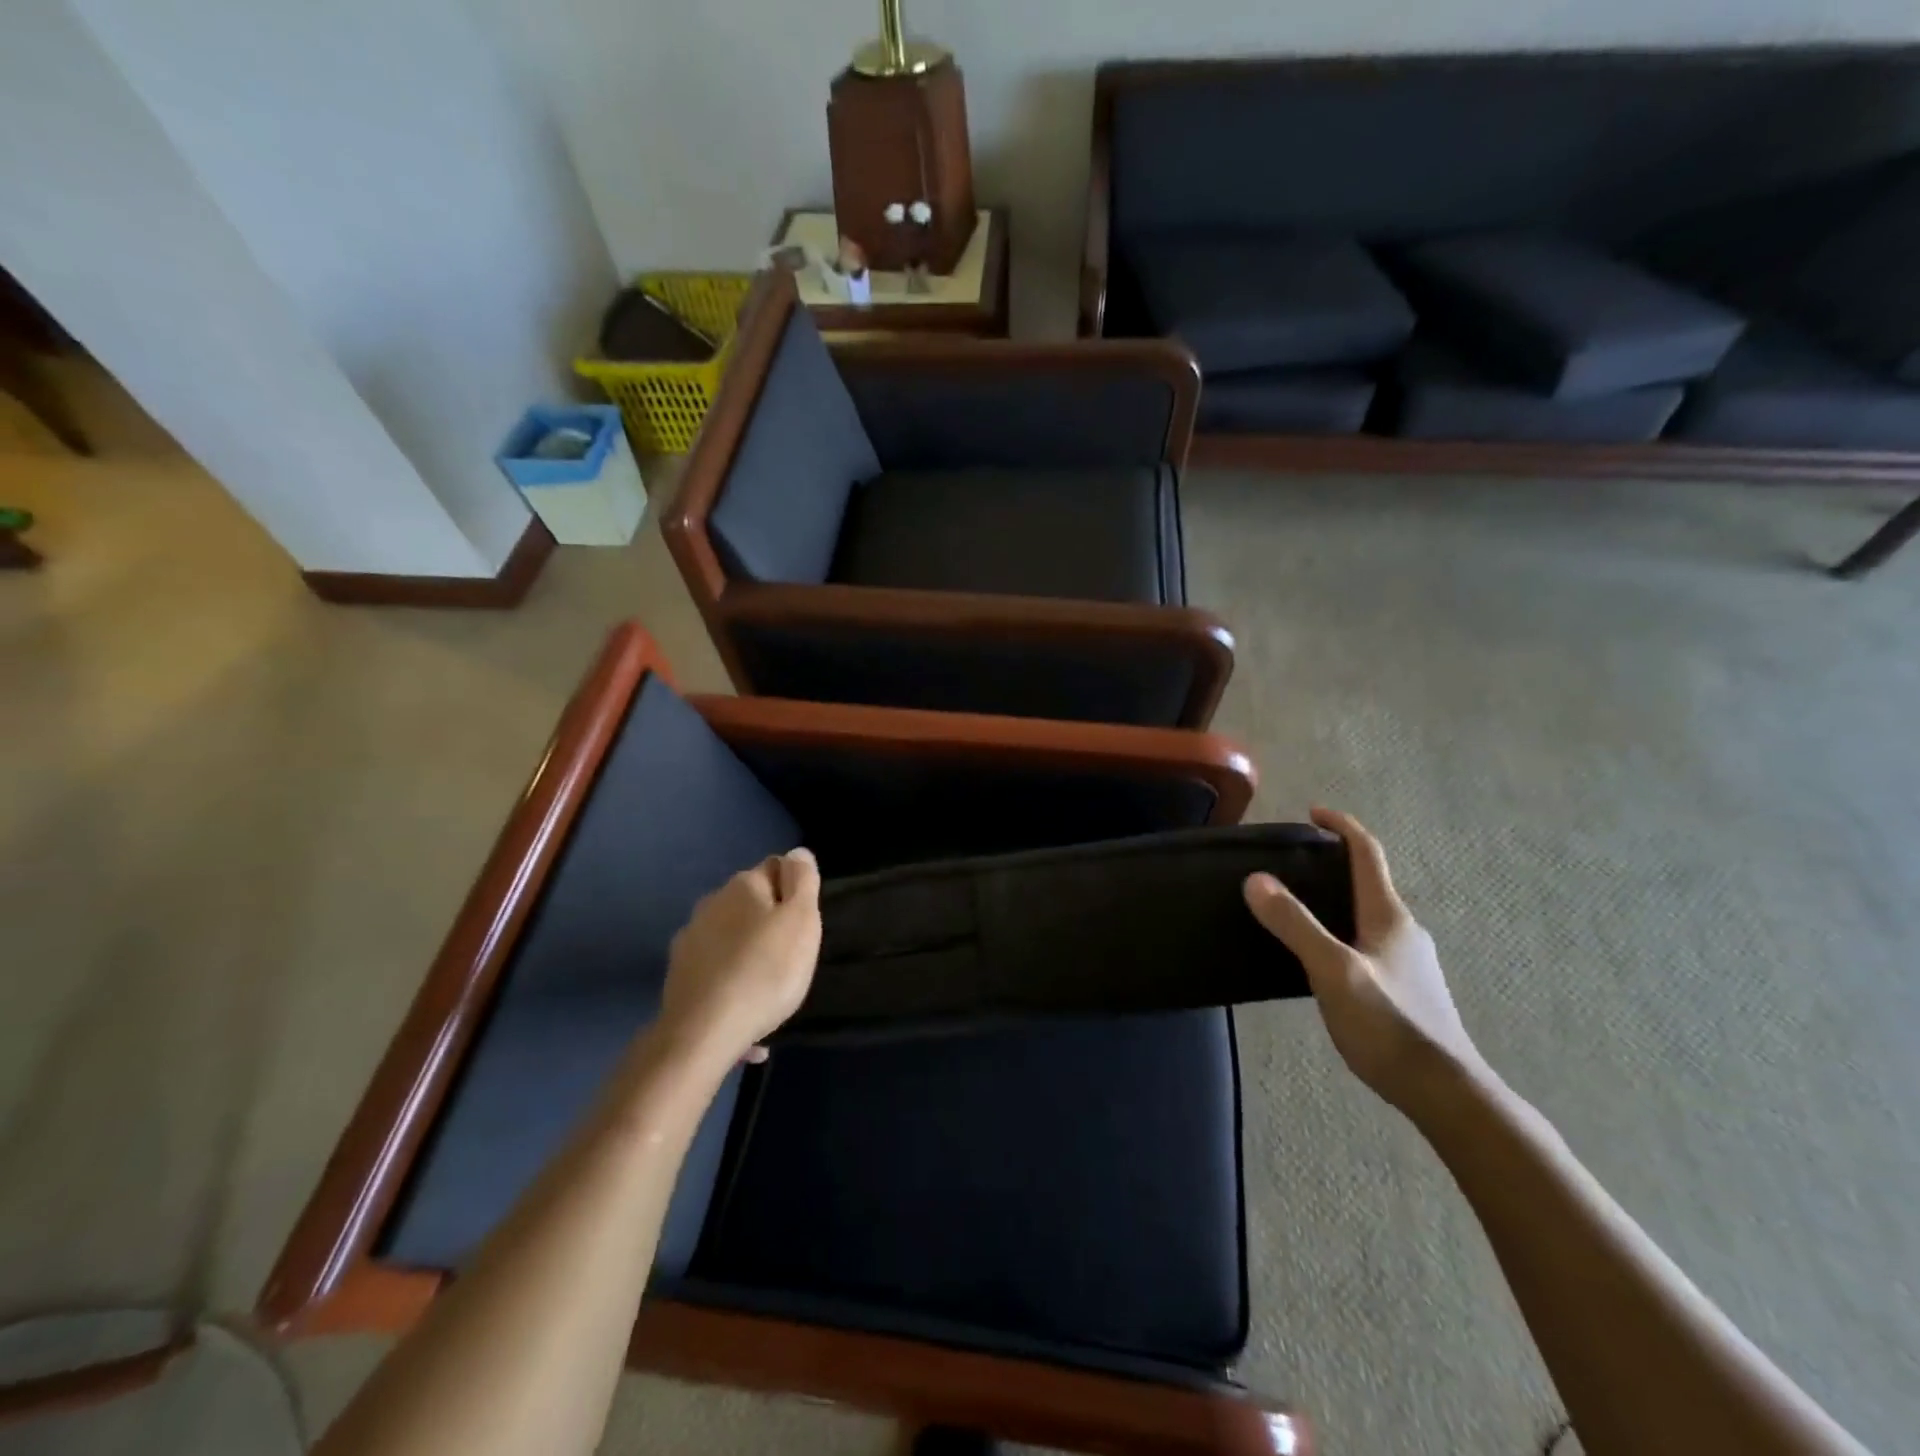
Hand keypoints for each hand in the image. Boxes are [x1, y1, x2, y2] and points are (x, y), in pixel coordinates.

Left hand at [660, 848, 821, 1066]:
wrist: (703, 1032)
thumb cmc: (765, 970)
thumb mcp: (801, 921)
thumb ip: (802, 881)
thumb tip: (797, 852)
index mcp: (743, 885)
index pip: (776, 867)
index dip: (794, 890)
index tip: (804, 923)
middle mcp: (711, 904)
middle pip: (751, 904)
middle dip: (769, 922)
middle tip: (790, 955)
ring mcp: (690, 940)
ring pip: (731, 938)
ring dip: (749, 954)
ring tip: (768, 988)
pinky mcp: (679, 976)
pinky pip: (716, 972)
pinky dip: (731, 985)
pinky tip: (746, 1015)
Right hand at [1244, 808, 1484, 1114]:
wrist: (1446, 1093)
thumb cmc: (1389, 1025)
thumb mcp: (1333, 971)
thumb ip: (1295, 924)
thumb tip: (1256, 879)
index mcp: (1390, 917)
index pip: (1368, 854)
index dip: (1341, 827)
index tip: (1313, 813)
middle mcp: (1404, 931)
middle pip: (1369, 882)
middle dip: (1334, 865)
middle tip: (1291, 865)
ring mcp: (1408, 962)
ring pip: (1368, 916)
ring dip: (1336, 901)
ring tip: (1295, 909)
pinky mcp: (1405, 989)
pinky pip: (1368, 943)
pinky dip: (1342, 931)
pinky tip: (1320, 958)